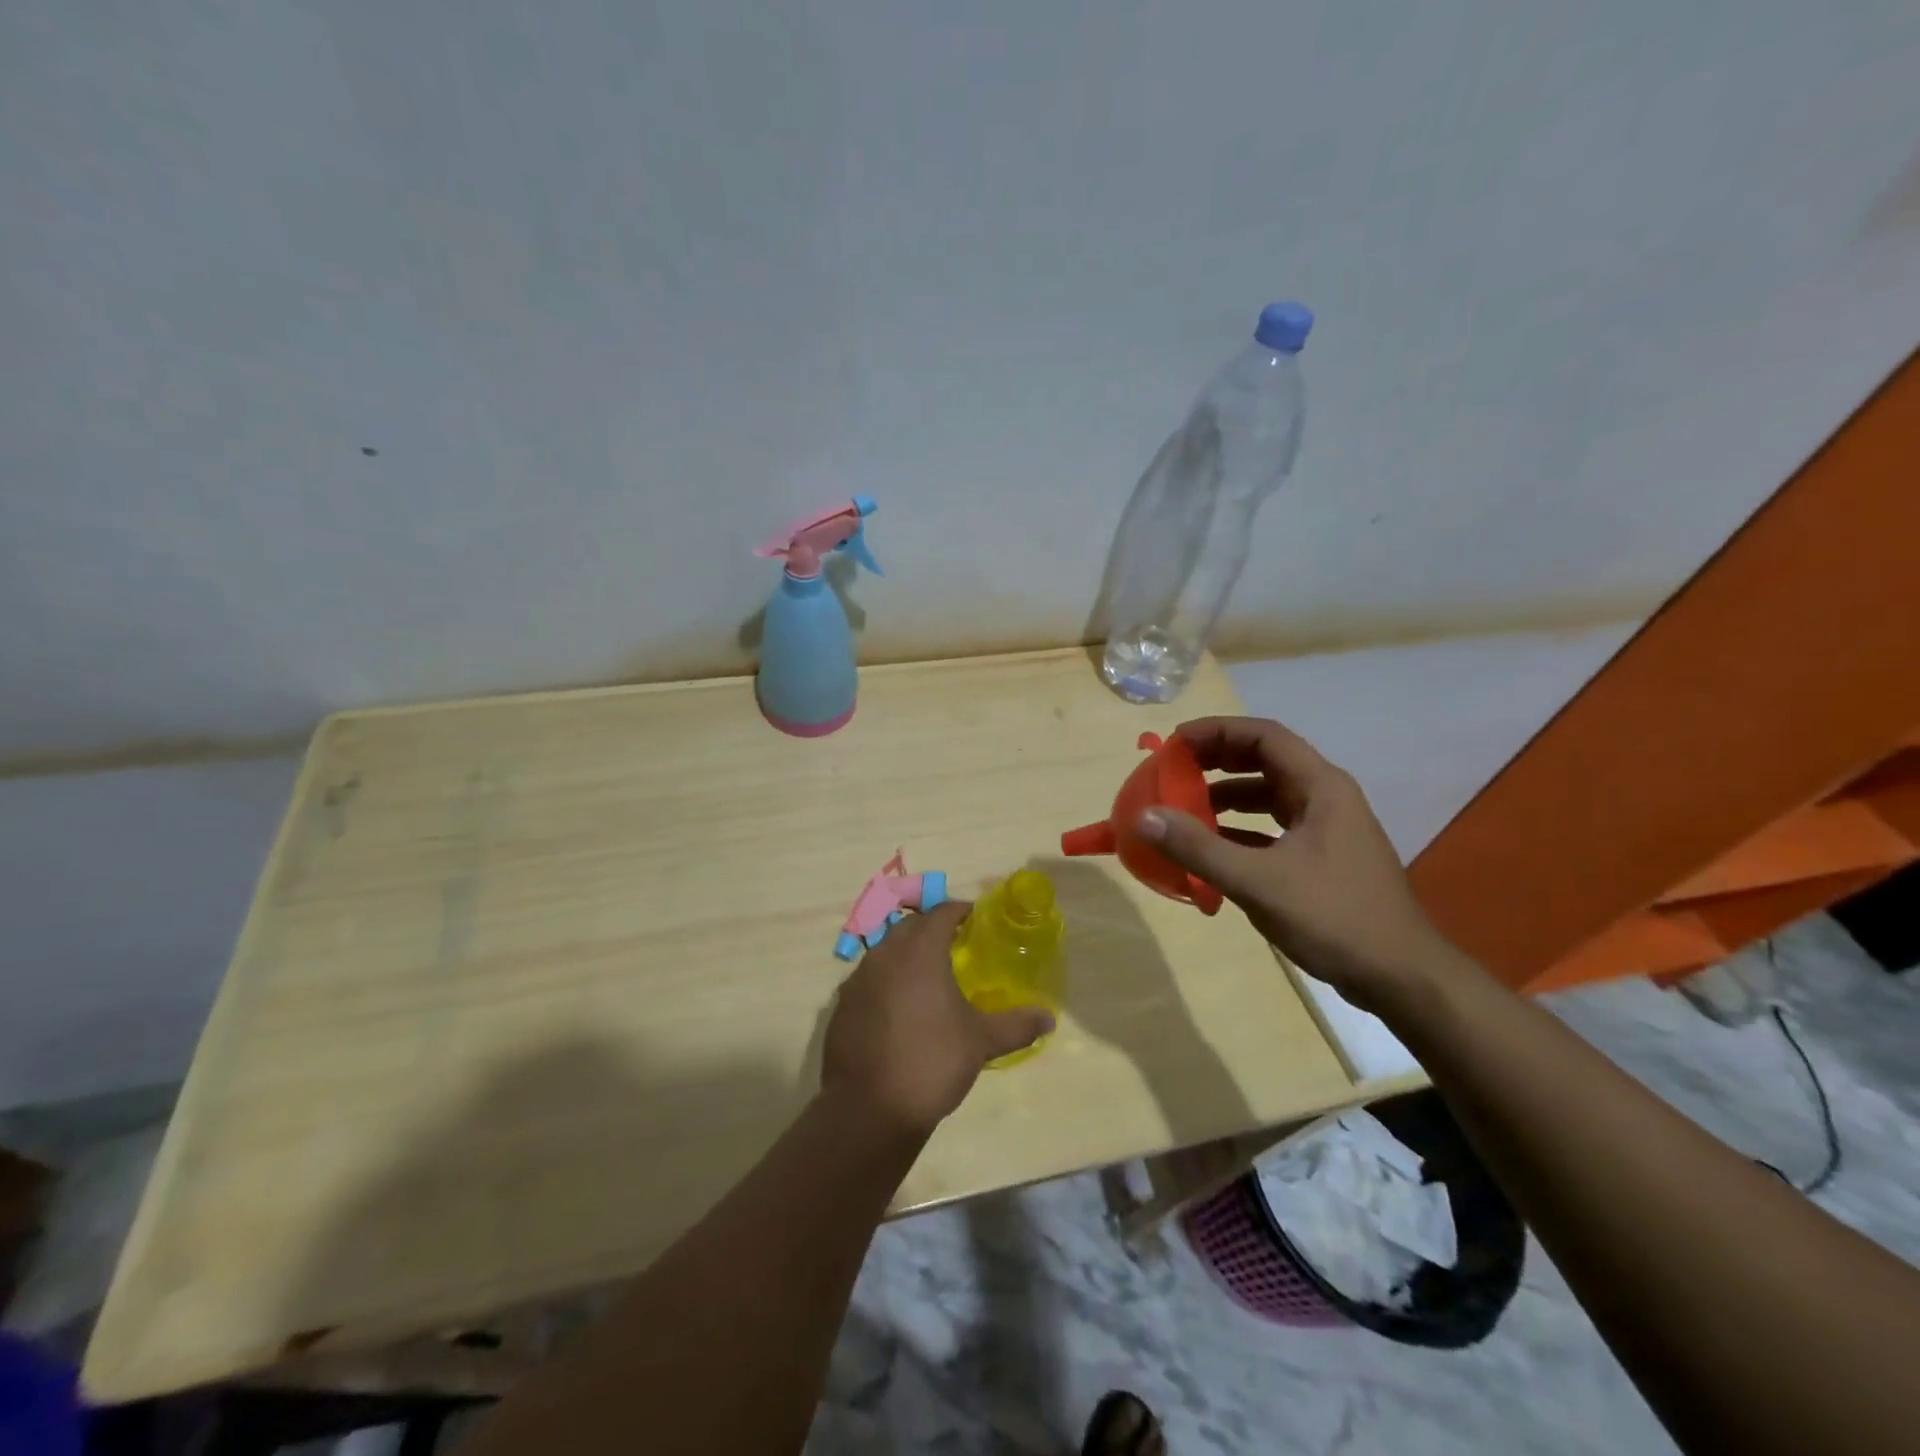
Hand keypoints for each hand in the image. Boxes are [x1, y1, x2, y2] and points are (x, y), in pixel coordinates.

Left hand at [821, 900, 1054, 1136]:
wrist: (869, 1109)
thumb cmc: (931, 1062)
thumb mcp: (980, 1043)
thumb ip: (1016, 1025)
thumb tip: (1049, 1019)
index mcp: (919, 951)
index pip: (941, 912)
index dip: (961, 911)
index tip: (977, 921)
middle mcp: (885, 954)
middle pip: (910, 926)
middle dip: (933, 929)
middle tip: (957, 946)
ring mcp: (858, 979)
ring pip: (886, 950)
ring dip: (907, 953)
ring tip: (930, 977)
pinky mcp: (842, 1005)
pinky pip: (869, 978)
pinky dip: (887, 980)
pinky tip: (901, 1008)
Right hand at [1138, 716, 1458, 1011]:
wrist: (1401, 977)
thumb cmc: (1334, 918)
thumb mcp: (1258, 881)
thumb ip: (1198, 847)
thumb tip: (1143, 816)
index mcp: (1321, 787)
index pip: (1264, 736)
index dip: (1217, 731)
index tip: (1174, 742)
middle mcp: (1326, 798)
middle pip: (1266, 760)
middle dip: (1217, 760)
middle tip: (1173, 769)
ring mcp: (1328, 829)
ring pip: (1270, 795)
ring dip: (1227, 796)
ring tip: (1185, 807)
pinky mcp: (1323, 858)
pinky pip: (1273, 828)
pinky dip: (1241, 829)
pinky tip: (1212, 848)